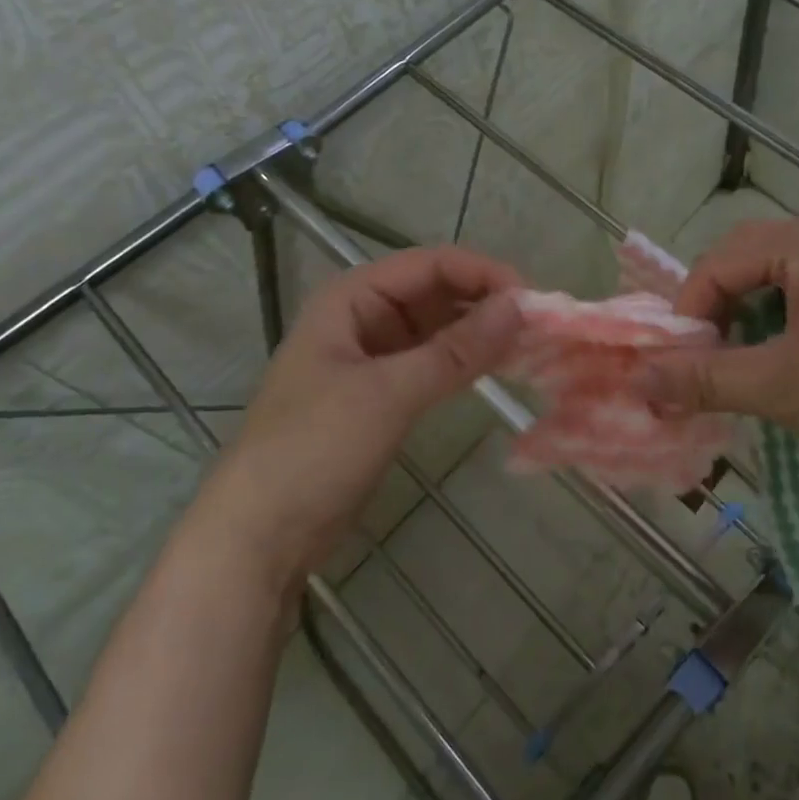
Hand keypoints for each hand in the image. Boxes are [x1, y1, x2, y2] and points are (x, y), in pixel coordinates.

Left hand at [220, 246, 521, 576]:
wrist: (259, 534)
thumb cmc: (314, 448)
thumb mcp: (388, 393)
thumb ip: (456, 350)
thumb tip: (519, 306)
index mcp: (352, 298)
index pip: (429, 265)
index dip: (482, 273)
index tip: (531, 298)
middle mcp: (362, 319)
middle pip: (435, 292)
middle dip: (484, 302)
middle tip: (539, 325)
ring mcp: (372, 359)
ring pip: (436, 329)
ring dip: (478, 332)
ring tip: (530, 344)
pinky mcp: (381, 396)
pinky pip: (431, 363)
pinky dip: (464, 363)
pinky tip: (498, 367)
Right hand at [636, 216, 798, 497]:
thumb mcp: (781, 388)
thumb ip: (703, 379)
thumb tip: (637, 382)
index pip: (717, 262)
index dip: (688, 313)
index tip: (678, 365)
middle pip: (746, 260)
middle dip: (716, 311)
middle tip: (706, 361)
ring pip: (779, 277)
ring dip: (750, 317)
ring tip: (743, 365)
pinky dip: (785, 321)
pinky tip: (791, 361)